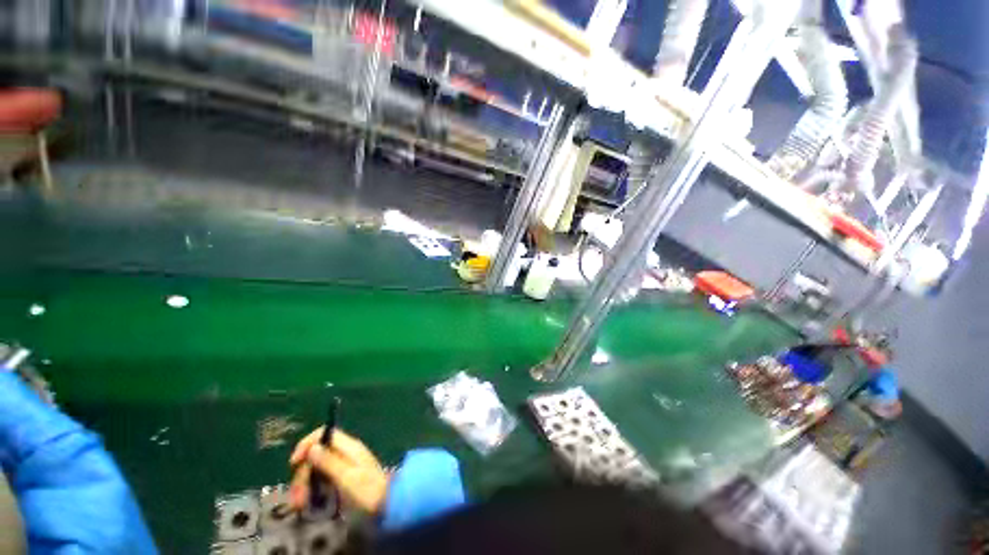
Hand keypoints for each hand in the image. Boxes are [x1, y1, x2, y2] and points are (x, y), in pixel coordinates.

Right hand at [289, 428, 388, 514]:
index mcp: (349, 447)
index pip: (325, 434)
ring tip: (299, 505)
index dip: (307, 444)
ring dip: (305, 485)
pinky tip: (308, 503)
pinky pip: (323, 478)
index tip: (294, 463)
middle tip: (296, 498)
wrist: (388, 503)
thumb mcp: (347, 476)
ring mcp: (345, 465)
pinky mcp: (343, 478)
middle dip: (303, 473)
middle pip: (317, 454)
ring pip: (317, 468)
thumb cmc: (368, 490)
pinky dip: (313, 489)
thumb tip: (313, 447)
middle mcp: (346, 452)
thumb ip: (329, 461)